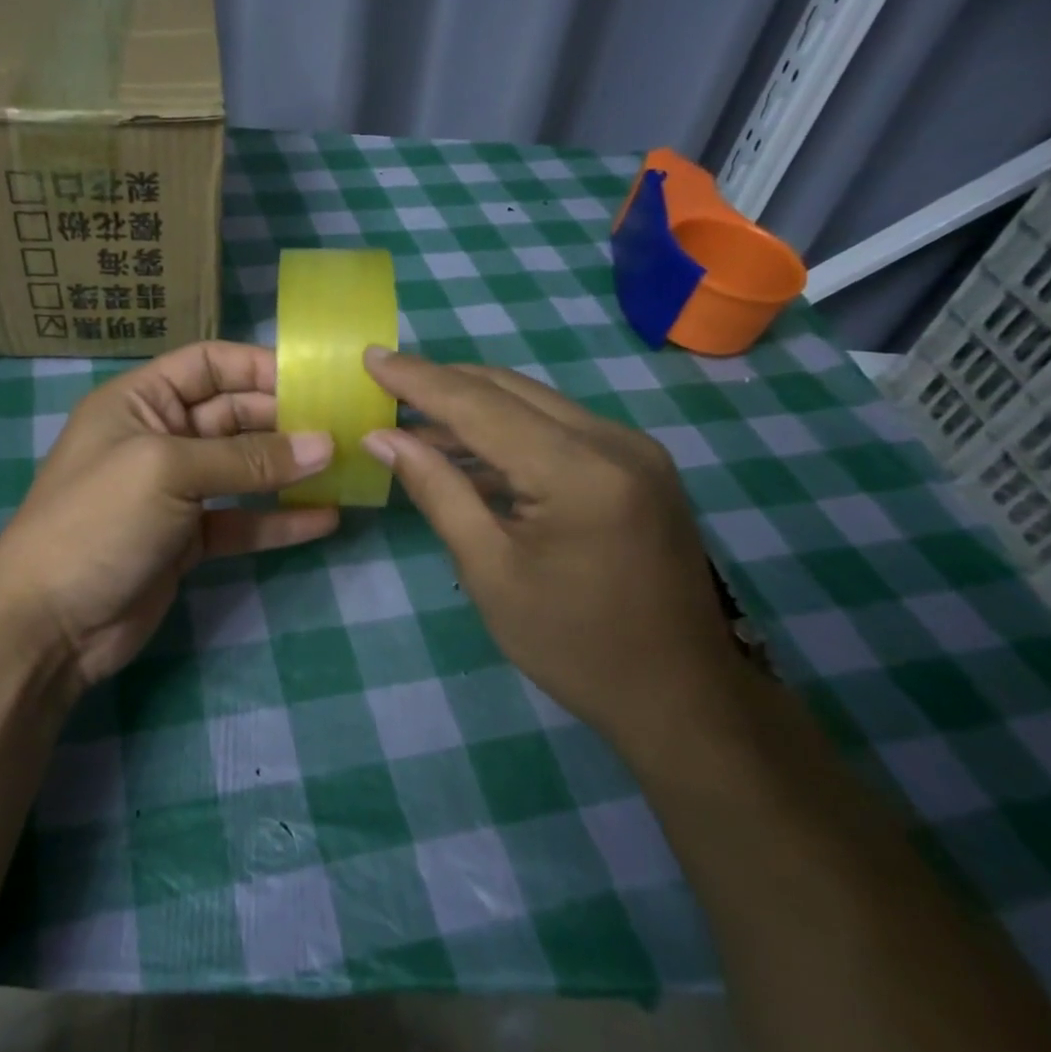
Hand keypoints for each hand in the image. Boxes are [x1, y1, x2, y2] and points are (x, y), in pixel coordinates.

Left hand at [0, 342, 339, 689]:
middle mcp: (159, 438)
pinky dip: (278, 521)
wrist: (48, 624)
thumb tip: (324, 444)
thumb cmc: (99, 522)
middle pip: (233, 415)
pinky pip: (241, 521)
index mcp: (139, 402)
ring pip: (242, 470)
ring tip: (344, 468)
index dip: (259, 367)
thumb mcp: (169, 472)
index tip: (316, 380)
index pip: (208, 365)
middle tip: (345, 428)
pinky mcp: (187, 540)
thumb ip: (247, 459)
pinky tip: (325, 519)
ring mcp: (174, 492)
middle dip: (285, 420)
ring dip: (288, 470)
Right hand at [358, 348, 737, 744]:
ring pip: (534, 404)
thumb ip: (437, 491)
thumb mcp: (489, 571)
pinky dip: (507, 430)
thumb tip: (383, 438)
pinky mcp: (637, 465)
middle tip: (385, 378)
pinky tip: (465, 447)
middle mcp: (614, 442)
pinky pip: (558, 429)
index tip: (370, 357)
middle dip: (442, 382)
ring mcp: (633, 450)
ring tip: (411, 414)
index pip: (480, 406)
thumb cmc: (573, 644)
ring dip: (472, 405)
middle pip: (510, 391)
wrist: (680, 694)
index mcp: (580, 472)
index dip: (419, 380)